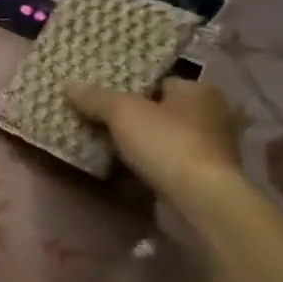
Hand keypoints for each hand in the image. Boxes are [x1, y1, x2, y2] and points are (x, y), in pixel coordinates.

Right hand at [67, 78, 245, 206]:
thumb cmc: (166, 143)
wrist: (199, 200)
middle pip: (162, 111)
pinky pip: (167, 164)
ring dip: (142, 143)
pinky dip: (149, 166)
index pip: (160, 81)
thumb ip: (95, 97)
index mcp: (200, 91)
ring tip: (106, 144)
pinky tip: (124, 168)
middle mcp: (213, 116)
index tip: (103, 96)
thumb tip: (69, 86)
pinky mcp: (204, 179)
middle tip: (100, 119)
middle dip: (136, 116)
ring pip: (165, 139)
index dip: (131, 87)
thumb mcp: (121, 111)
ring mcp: (211, 151)